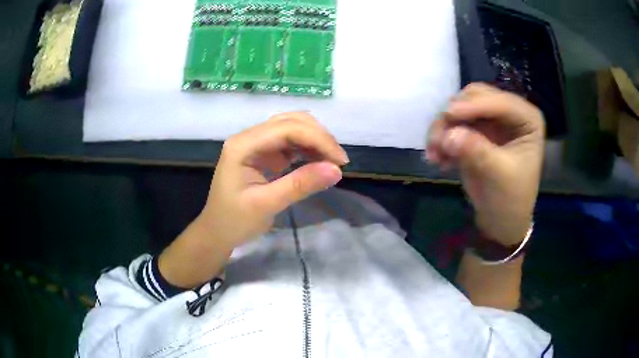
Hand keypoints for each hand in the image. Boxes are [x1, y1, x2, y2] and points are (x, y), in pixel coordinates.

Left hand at [159, 112, 347, 287]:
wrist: (217, 232)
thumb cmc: (234, 221)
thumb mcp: (266, 205)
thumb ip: (300, 185)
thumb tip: (336, 170)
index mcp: (243, 145)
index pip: (286, 129)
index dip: (317, 139)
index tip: (340, 161)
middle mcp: (249, 137)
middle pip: (291, 122)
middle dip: (319, 137)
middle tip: (339, 161)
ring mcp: (256, 143)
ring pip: (292, 127)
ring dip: (315, 140)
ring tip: (331, 161)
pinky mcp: (263, 153)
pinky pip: (290, 142)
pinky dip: (307, 148)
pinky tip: (318, 161)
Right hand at [426, 83, 544, 244]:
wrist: (500, 221)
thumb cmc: (510, 200)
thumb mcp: (499, 176)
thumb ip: (477, 151)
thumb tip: (448, 134)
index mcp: (528, 119)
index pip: (501, 102)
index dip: (475, 106)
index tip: (449, 115)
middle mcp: (508, 113)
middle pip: (475, 97)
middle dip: (455, 115)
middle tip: (439, 138)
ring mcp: (489, 120)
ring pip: (458, 107)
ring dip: (443, 127)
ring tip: (434, 153)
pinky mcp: (473, 131)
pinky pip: (451, 124)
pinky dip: (441, 138)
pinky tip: (438, 159)